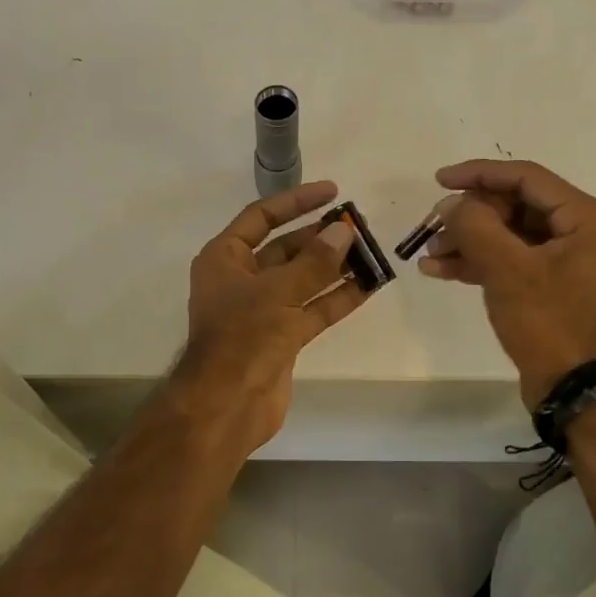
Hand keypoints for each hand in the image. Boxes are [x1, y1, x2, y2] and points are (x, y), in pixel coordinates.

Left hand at [173, 181, 367, 452]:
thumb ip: (314, 261)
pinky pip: (312, 310)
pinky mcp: (281, 338)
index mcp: (225, 258)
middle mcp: (241, 280)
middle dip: (321, 238)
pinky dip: (337, 298)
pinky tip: (368, 285)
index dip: (296, 202)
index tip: (333, 192)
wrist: (227, 404)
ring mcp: (262, 310)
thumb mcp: (279, 292)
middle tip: (359, 226)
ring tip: (370, 251)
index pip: (261, 217)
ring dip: (334, 267)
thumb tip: (343, 231)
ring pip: (303, 280)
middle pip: (285, 249)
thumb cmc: (243, 337)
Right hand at [417, 160, 595, 407]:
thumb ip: (475, 226)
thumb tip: (451, 204)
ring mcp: (567, 262)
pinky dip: (479, 263)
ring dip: (468, 241)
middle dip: (470, 217)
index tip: (439, 180)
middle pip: (515, 206)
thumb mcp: (507, 270)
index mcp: (586, 218)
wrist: (575, 390)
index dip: (479, 174)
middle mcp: (582, 232)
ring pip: (509, 236)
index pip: (526, 178)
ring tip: (429, 253)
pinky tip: (440, 271)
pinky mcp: (551, 287)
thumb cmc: (549, 323)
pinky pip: (512, 262)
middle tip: (432, 226)